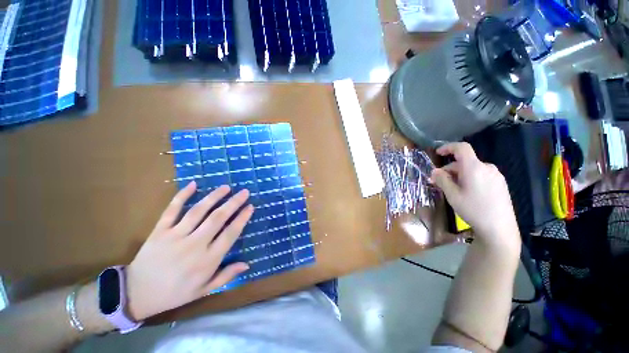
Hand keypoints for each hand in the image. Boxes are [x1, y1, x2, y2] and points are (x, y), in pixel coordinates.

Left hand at [125, 181, 253, 320]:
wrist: (136, 294)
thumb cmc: (175, 293)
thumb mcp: (204, 290)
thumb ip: (226, 276)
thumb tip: (247, 265)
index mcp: (207, 260)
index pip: (230, 234)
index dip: (242, 218)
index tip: (250, 207)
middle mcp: (194, 245)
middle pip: (218, 218)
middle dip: (233, 203)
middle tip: (244, 192)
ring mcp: (175, 236)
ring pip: (198, 211)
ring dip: (214, 197)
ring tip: (226, 187)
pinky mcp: (159, 231)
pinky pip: (172, 210)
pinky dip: (182, 195)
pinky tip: (193, 184)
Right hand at [431, 143, 519, 249]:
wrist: (500, 228)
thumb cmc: (473, 210)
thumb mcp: (452, 195)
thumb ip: (442, 180)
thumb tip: (435, 171)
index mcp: (474, 168)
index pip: (462, 148)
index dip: (448, 147)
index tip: (437, 153)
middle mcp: (487, 167)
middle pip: (464, 161)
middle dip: (449, 169)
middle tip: (438, 181)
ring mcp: (496, 175)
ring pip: (472, 169)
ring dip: (458, 175)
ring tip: (451, 189)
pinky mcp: (500, 183)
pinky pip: (481, 175)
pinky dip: (469, 178)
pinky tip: (466, 192)